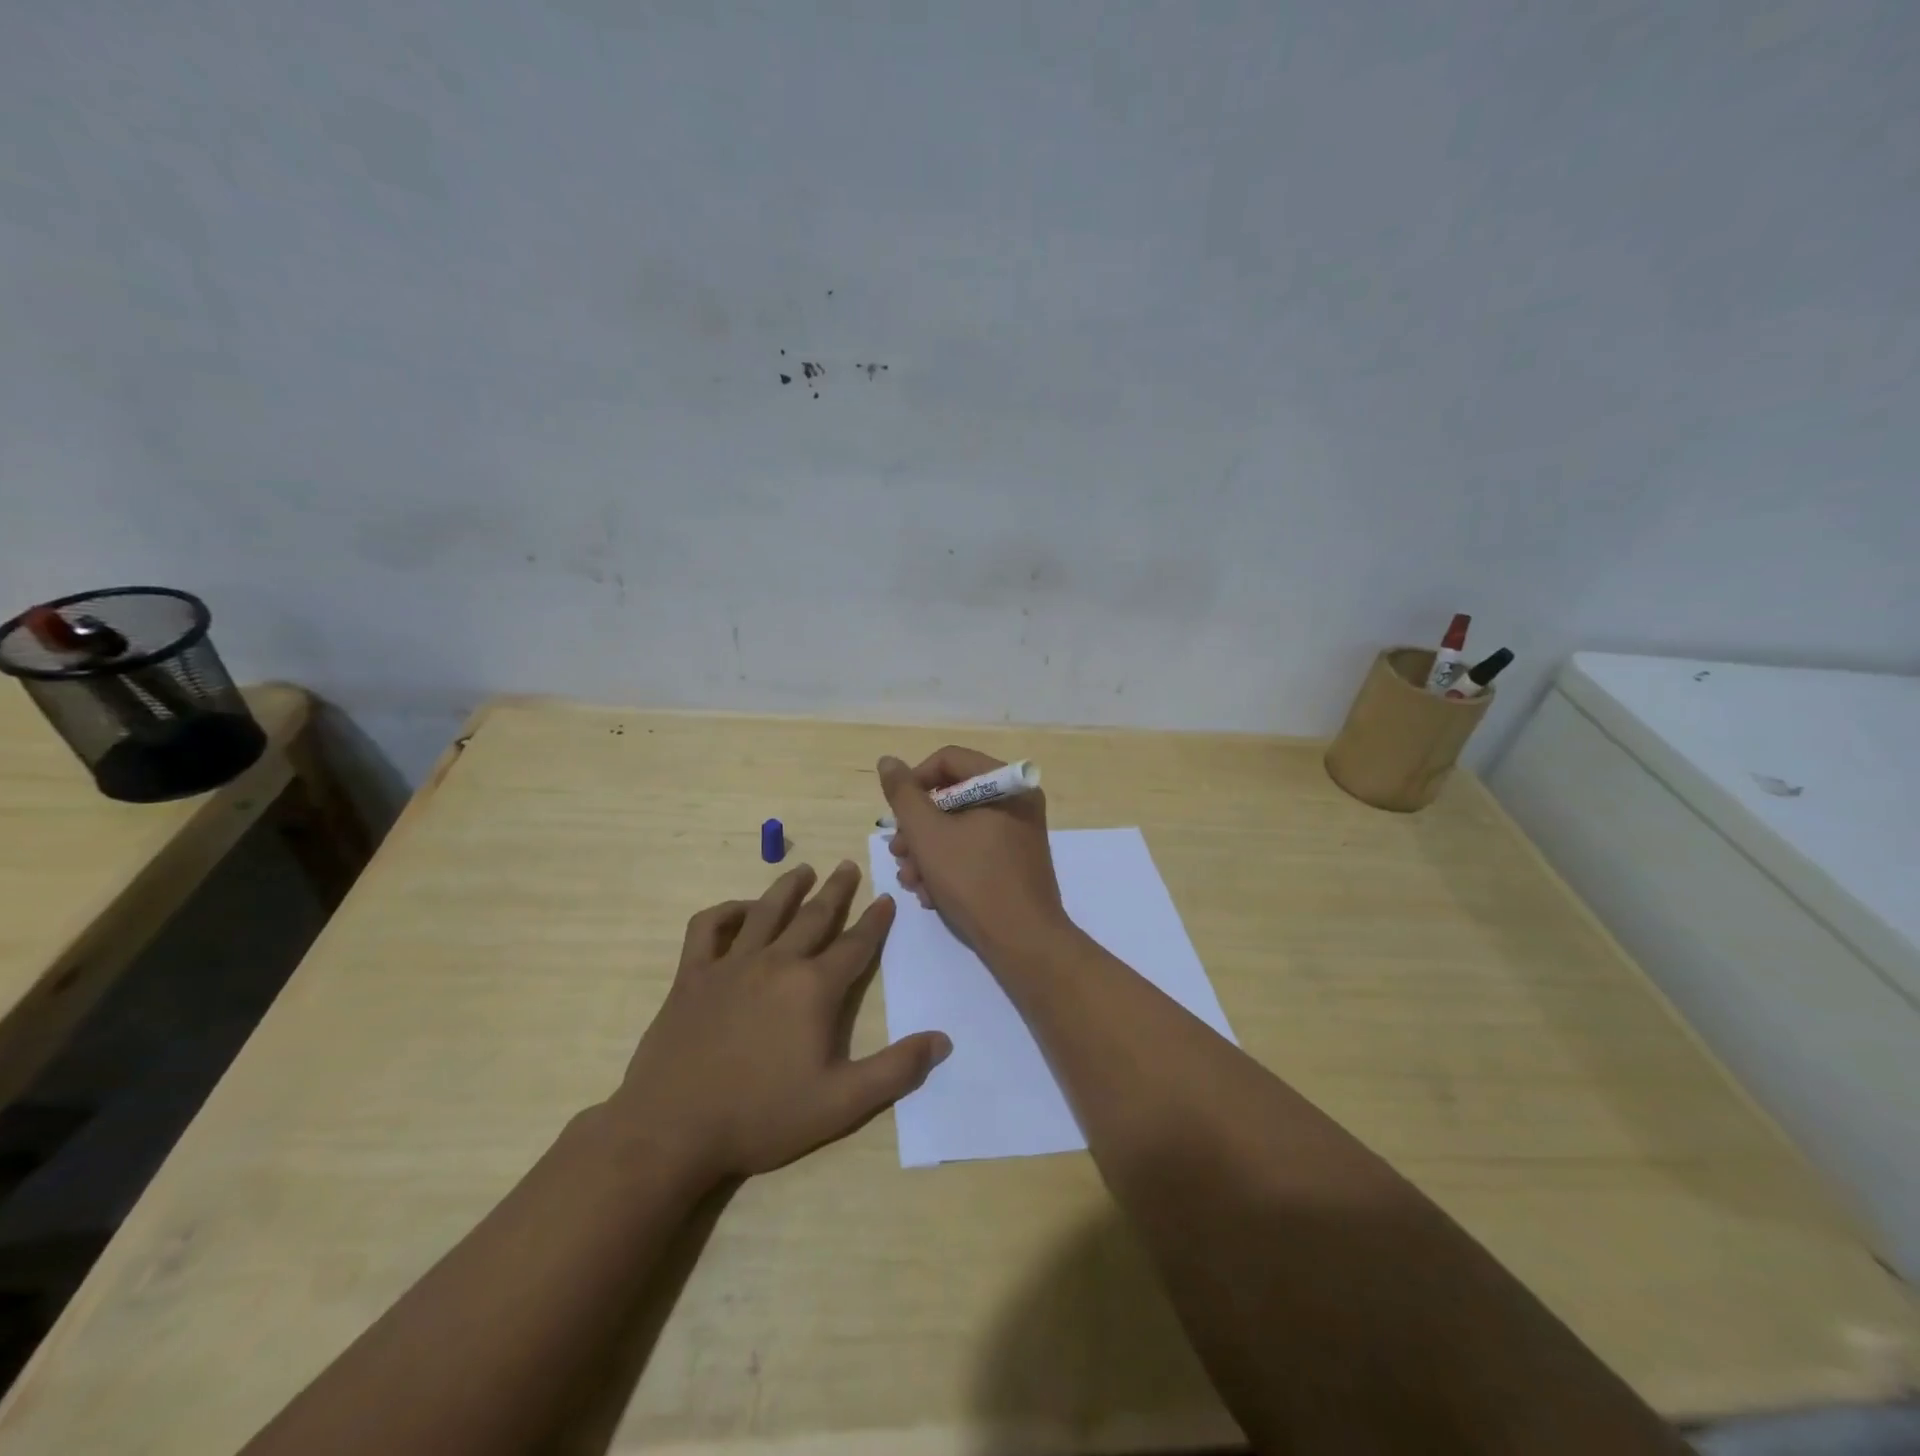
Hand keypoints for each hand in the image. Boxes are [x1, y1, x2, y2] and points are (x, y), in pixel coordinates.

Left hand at [610, 861, 950, 1183]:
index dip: (875, 921)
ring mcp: (731, 964)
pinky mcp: (692, 975)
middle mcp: (777, 962)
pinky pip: (709, 928)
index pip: (855, 945)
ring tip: (803, 870)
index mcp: (814, 988)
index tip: (886, 899)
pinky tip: (739, 911)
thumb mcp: (841, 1103)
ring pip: (766, 911)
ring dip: (788, 887)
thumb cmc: (761, 1116)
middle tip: (848, 866)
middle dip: (836, 890)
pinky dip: (726, 912)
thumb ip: (895, 1070)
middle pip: (814, 916)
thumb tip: (942, 1041)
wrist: (672, 1129)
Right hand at [878, 746, 1068, 960]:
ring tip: (910, 880)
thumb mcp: (928, 834)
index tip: (895, 814)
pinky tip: (929, 894)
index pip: (949, 760)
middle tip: (898, 853)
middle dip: (918, 827)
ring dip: (927, 851)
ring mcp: (1018, 833)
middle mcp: (1017, 801)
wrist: (1023, 942)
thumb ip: (903, 794)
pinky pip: (974, 849)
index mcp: (1005, 784)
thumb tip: (888, 761)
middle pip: (952, 796)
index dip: (914, 781)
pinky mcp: (1014, 861)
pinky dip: (948, 866)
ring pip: (959, 827)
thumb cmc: (974, 880)